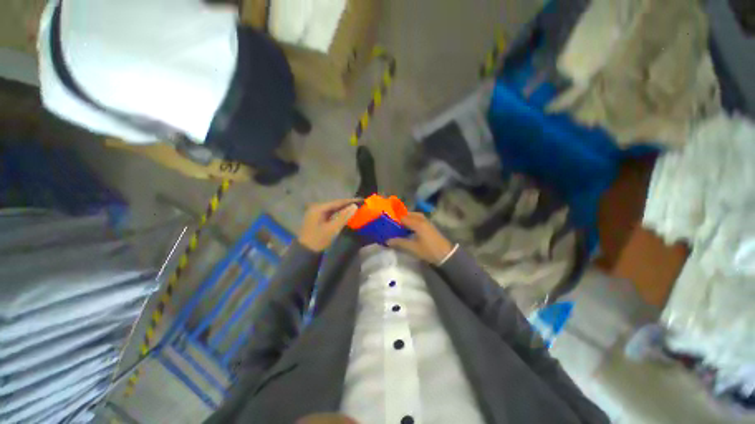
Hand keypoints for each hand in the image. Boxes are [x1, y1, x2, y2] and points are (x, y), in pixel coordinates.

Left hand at [298, 199, 359, 251]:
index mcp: (319, 208)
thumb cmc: (319, 239)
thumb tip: (355, 206)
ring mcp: (316, 212)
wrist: (305, 251)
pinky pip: (330, 213)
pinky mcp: (317, 218)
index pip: (338, 202)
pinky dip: (338, 213)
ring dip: (343, 208)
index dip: (350, 201)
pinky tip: (345, 214)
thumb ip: (344, 216)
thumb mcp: (333, 229)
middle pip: (335, 204)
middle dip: (347, 204)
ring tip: (355, 208)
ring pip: (333, 208)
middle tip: (360, 204)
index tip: (361, 200)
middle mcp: (317, 207)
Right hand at [388, 212, 454, 263]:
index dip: (394, 219)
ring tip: (399, 225)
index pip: (402, 217)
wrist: (445, 254)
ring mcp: (426, 221)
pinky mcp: (429, 225)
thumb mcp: (412, 248)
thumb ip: (399, 242)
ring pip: (414, 216)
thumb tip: (387, 240)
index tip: (386, 223)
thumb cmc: (428, 250)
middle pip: (408, 214)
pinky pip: (418, 219)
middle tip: (391, 224)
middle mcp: (421, 219)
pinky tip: (408, 228)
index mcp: (417, 223)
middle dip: (399, 218)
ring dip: (406, 218)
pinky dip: (412, 221)